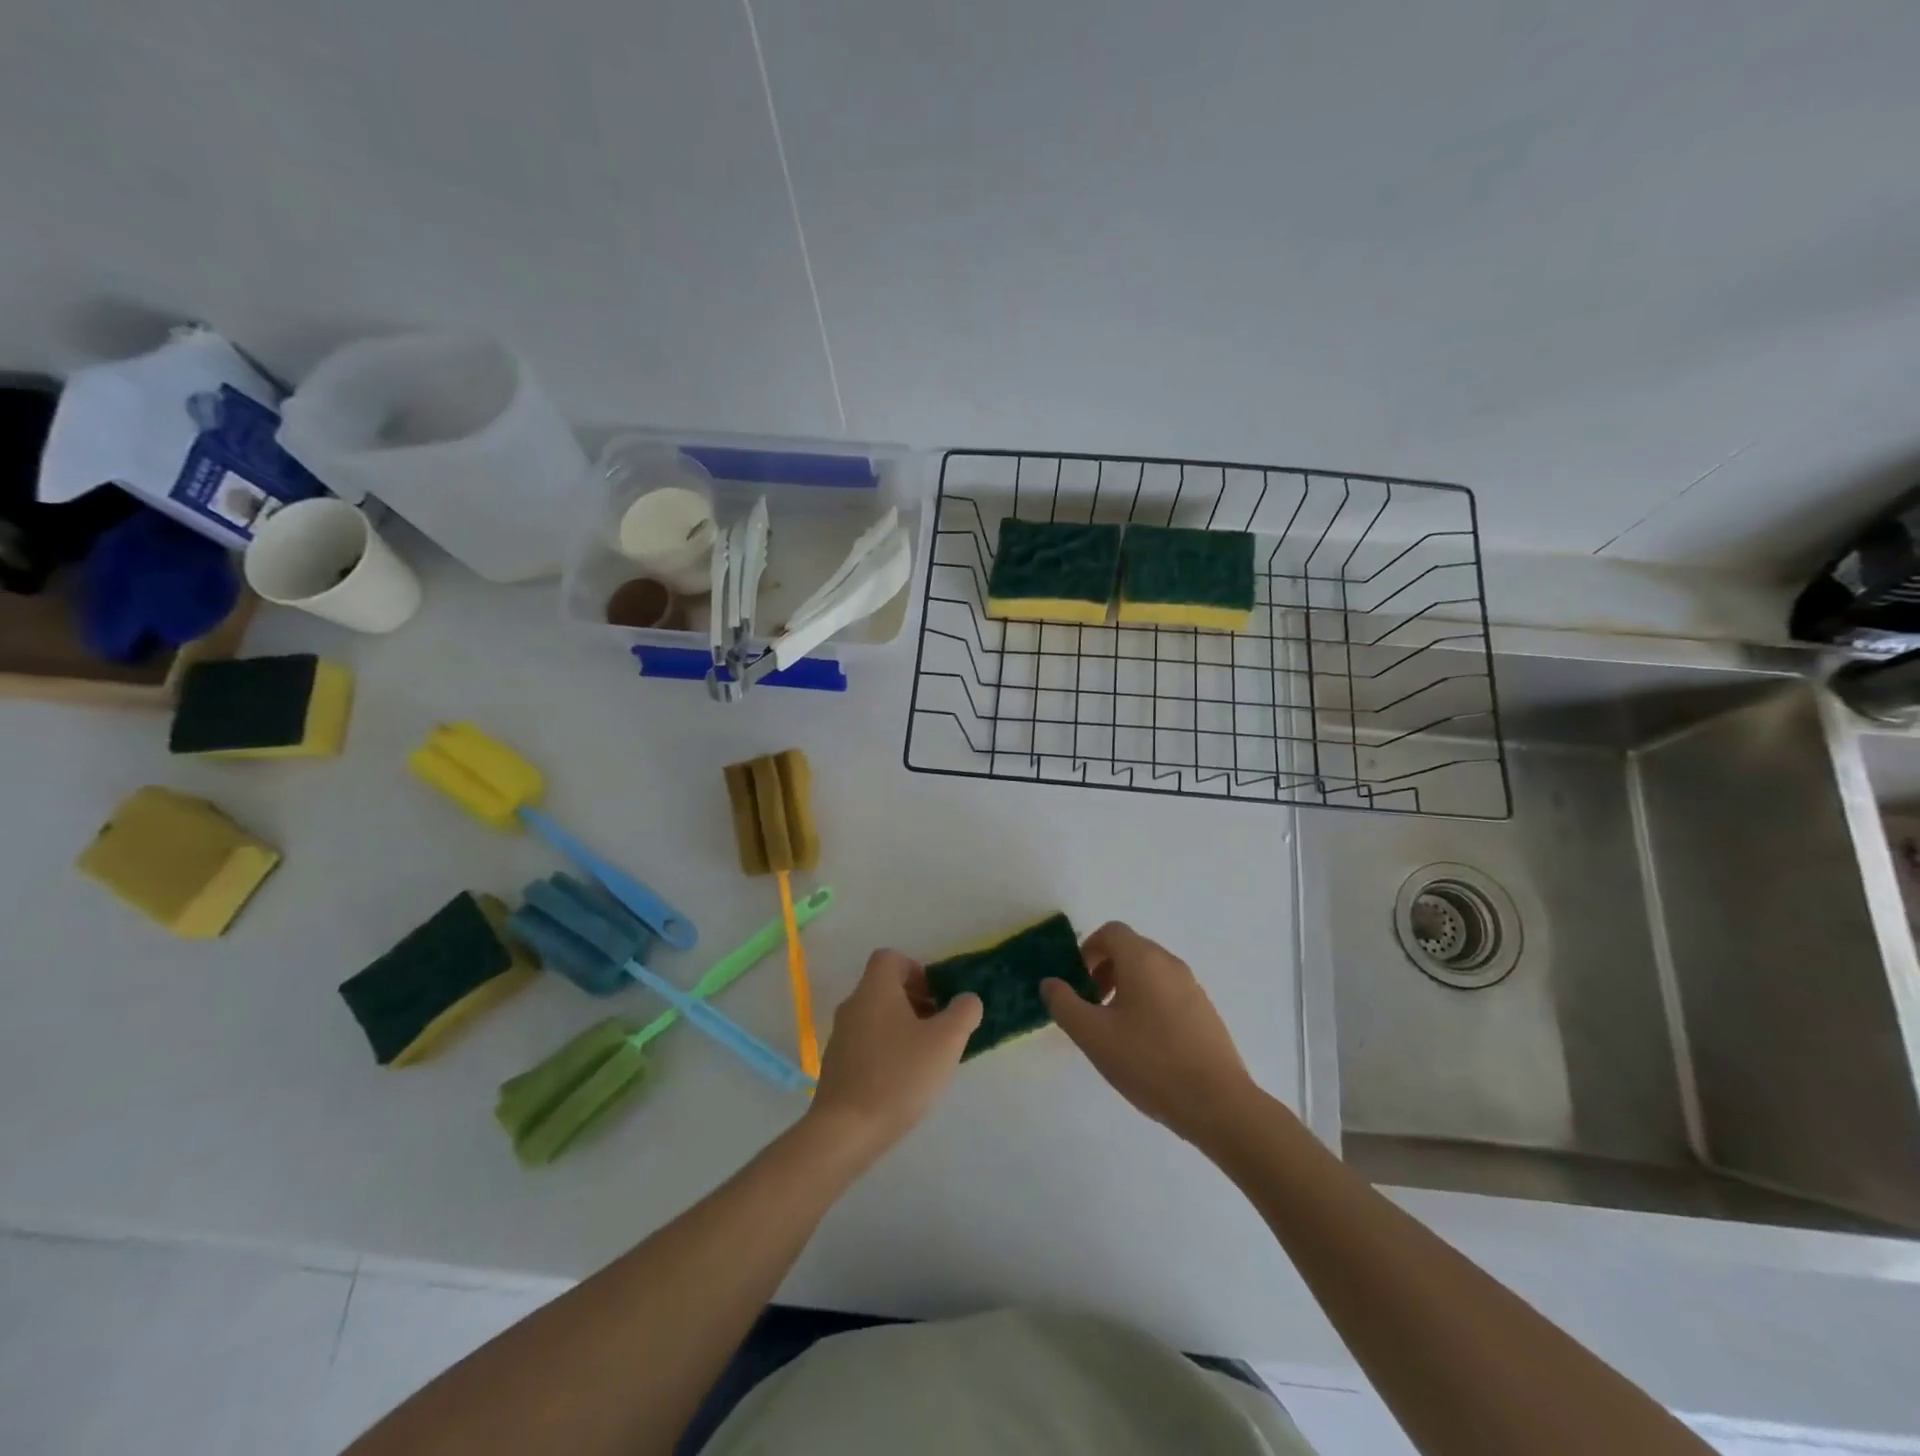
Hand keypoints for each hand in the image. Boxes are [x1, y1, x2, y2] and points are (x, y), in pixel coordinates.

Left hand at [807, 949, 981, 1158]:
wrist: (846, 1130)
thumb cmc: (899, 1075)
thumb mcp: (946, 1041)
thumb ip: (963, 1012)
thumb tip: (967, 999)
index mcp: (875, 989)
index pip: (890, 957)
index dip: (916, 970)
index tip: (936, 998)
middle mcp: (853, 1005)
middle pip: (884, 988)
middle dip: (914, 1002)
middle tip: (938, 1028)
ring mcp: (840, 1036)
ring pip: (875, 1017)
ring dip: (901, 1027)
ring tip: (924, 1058)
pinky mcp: (835, 1065)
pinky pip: (865, 1043)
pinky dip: (885, 1050)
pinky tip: (902, 1080)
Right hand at [1041, 921, 1257, 1145]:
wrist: (1217, 1103)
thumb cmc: (1148, 1062)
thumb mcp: (1093, 1035)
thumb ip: (1064, 1004)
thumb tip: (1050, 983)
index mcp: (1143, 959)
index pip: (1111, 932)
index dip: (1088, 950)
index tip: (1078, 983)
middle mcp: (1170, 963)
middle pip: (1131, 949)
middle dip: (1104, 970)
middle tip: (1092, 1006)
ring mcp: (1192, 987)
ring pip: (1150, 972)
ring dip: (1126, 988)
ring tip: (1116, 1030)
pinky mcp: (1205, 1012)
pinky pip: (1168, 992)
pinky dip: (1149, 1003)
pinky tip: (1146, 1046)